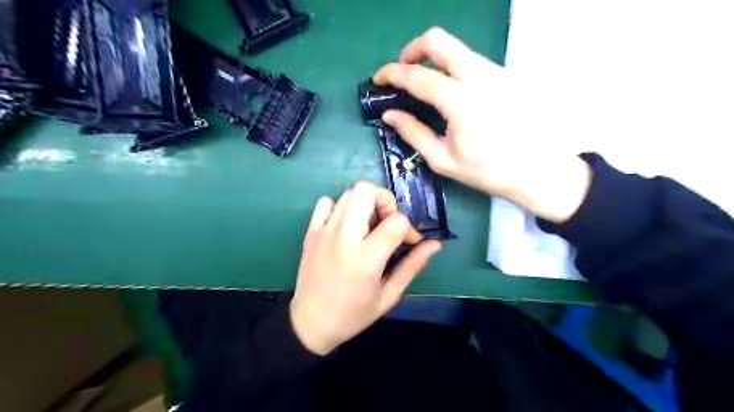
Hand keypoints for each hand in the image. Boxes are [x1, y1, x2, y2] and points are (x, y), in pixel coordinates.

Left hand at [291, 183, 440, 354]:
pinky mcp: (311, 231)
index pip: (396, 221)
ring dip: (365, 203)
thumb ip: (412, 266)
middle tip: (387, 221)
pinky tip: (346, 226)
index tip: (408, 242)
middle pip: (366, 191)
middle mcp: (344, 238)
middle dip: (385, 200)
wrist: (310, 322)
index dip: (409, 227)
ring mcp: (324, 231)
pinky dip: (340, 207)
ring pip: (349, 192)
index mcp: (366, 258)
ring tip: (369, 225)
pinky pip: (326, 202)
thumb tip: (435, 244)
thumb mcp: (389, 296)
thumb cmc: (353, 314)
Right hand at [373, 28, 588, 223]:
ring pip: (457, 49)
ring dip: (434, 60)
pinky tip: (452, 95)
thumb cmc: (488, 171)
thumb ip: (413, 133)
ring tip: (425, 86)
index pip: (417, 76)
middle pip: (439, 41)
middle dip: (413, 49)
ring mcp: (496, 72)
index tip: (378, 79)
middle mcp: (479, 76)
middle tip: (404, 70)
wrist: (539, 170)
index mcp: (461, 101)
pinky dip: (453, 69)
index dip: (392, 74)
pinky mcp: (506, 75)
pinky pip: (472, 62)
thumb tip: (389, 115)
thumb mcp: (443, 159)